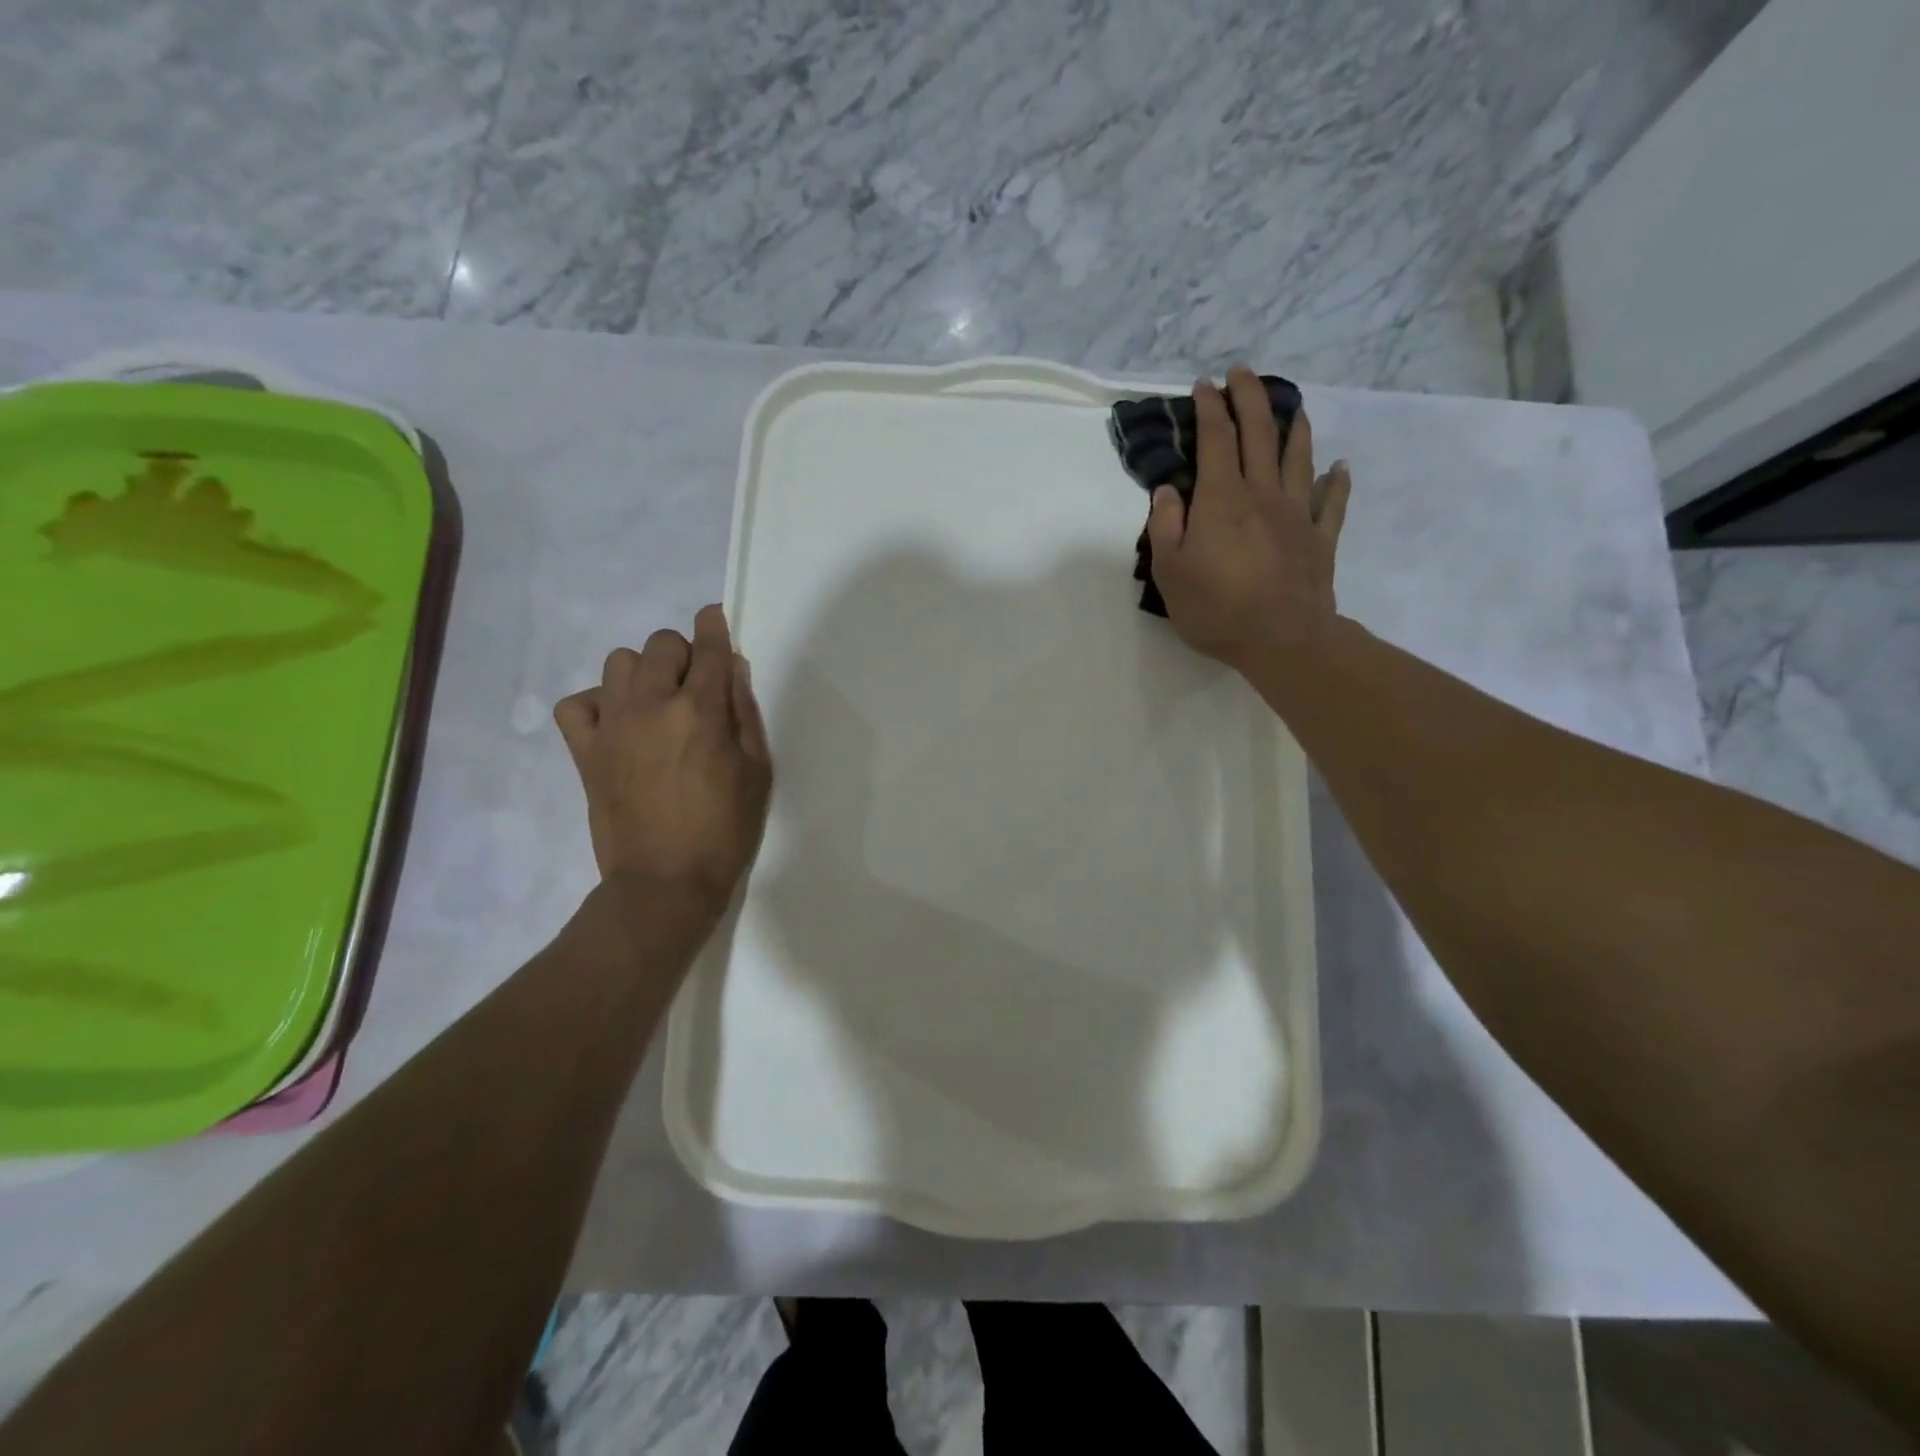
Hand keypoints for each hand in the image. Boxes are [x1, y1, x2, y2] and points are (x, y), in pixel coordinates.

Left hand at [553, 605, 772, 912]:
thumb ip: (743, 714)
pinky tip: (619, 723)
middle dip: (682, 654)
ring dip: (642, 673)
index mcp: (700, 712)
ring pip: (618, 662)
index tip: (714, 618)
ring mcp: (612, 726)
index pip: (708, 648)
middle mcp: (652, 706)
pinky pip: (577, 703)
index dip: (714, 626)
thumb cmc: (724, 831)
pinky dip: (597, 704)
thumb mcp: (756, 772)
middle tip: (695, 686)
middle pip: (660, 645)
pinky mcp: (585, 751)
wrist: (664, 883)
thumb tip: (732, 669)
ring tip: (656, 703)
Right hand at [1146, 365, 1351, 670]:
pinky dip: (1337, 481)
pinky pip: (1332, 502)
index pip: (1215, 440)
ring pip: (1299, 458)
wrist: (1282, 639)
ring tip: (1292, 406)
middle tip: (1243, 373)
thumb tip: (1167, 490)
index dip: (1209, 409)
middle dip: (1250, 398)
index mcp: (1222, 499)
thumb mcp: (1170, 572)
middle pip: (1259, 434)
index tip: (1204, 386)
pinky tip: (1339, 468)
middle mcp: (1262, 494)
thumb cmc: (1216, 608)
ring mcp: (1297, 514)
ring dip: (1295, 427)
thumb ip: (1166, 526)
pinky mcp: (1321, 539)